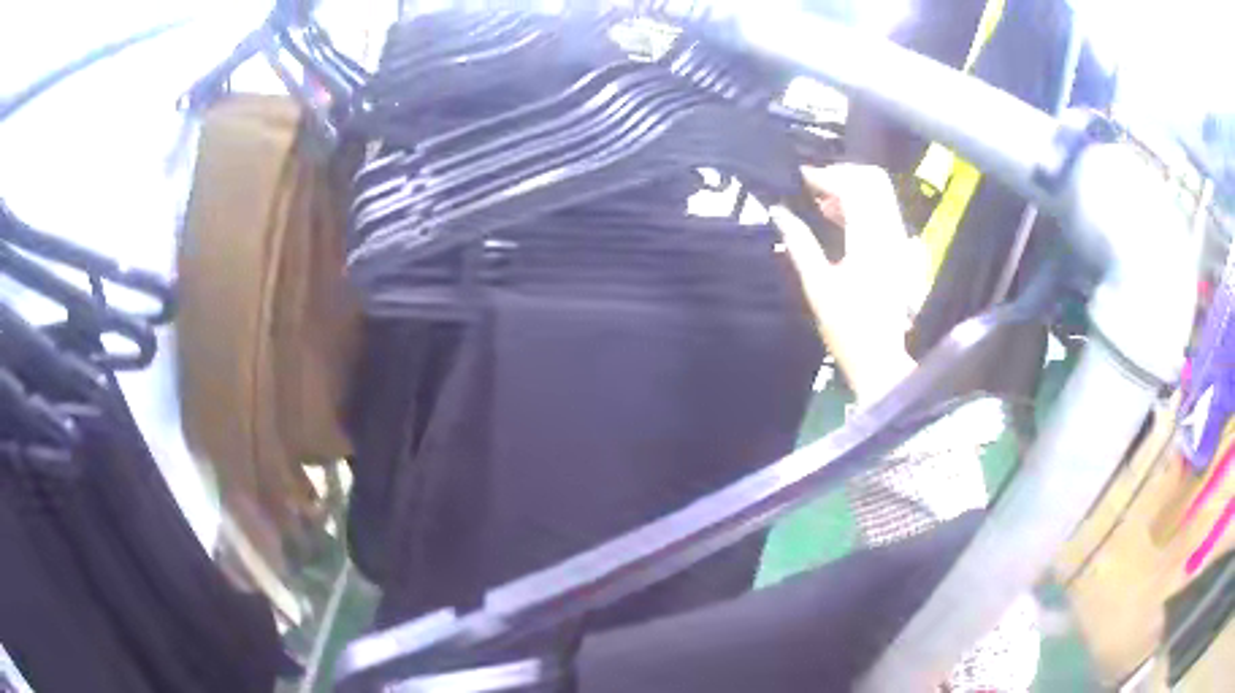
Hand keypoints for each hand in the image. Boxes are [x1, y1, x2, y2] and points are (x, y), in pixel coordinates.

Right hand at [771, 164, 923, 403]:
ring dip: (851, 189)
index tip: (799, 177)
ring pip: (880, 194)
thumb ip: (799, 243)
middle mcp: (890, 234)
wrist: (880, 360)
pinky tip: (837, 217)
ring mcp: (899, 242)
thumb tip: (778, 212)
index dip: (825, 176)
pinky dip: (861, 206)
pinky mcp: (900, 251)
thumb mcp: (817, 286)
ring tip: (820, 202)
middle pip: (873, 181)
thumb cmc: (846, 329)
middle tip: (812, 185)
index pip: (853, 188)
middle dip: (842, 174)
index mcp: (870, 241)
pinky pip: (883, 212)